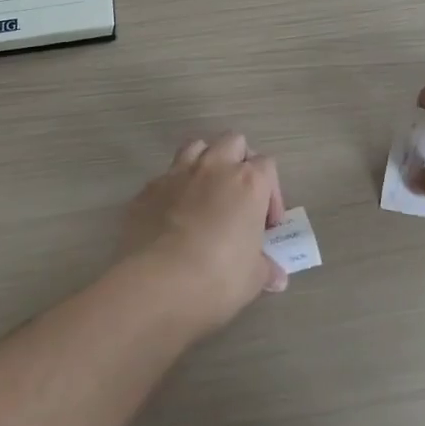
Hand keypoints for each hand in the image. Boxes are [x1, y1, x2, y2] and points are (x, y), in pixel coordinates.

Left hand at [118, 134, 286, 334]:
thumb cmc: (216, 278)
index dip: (271, 193)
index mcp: (248, 183)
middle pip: (233, 142)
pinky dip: (174, 188)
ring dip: (206, 162)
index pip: (267, 166)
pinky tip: (173, 215)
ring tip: (206, 193)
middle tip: (239, 197)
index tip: (267, 224)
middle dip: (240, 162)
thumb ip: (265, 269)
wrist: (154, 284)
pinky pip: (166, 176)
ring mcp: (178, 173)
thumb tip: (276, 276)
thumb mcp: (252, 280)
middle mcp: (214, 167)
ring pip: (197, 146)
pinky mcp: (148, 188)